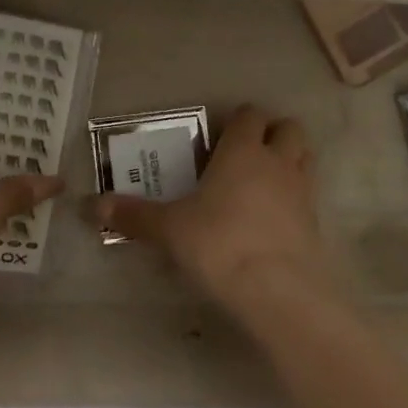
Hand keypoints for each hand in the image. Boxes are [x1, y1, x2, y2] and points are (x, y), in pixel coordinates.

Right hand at [92, 106, 335, 314]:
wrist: (279, 293)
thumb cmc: (221, 244)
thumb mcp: (170, 229)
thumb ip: (134, 216)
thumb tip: (90, 206)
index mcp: (242, 150)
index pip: (249, 114)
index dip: (238, 120)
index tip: (219, 136)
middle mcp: (277, 162)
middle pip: (288, 128)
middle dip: (273, 134)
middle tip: (247, 154)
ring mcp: (302, 192)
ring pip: (305, 158)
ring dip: (290, 161)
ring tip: (264, 182)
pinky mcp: (316, 226)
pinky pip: (309, 198)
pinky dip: (295, 200)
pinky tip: (274, 222)